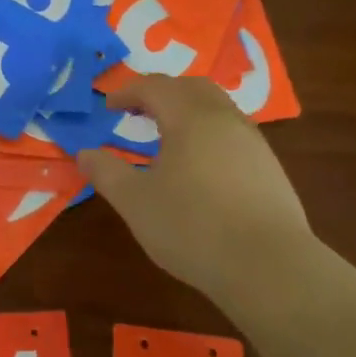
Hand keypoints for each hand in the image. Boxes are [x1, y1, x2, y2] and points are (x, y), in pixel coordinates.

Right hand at [76, 76, 312, 305]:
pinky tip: (200, 167)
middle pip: (192, 88)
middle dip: (162, 92)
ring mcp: (254, 144)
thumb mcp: (134, 201)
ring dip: (188, 112)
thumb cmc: (193, 227)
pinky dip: (209, 134)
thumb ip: (106, 172)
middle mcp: (225, 120)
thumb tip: (84, 153)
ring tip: (167, 137)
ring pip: (218, 109)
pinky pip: (233, 134)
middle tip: (139, 110)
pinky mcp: (271, 170)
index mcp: (190, 118)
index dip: (127, 91)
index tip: (108, 107)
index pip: (155, 87)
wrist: (271, 270)